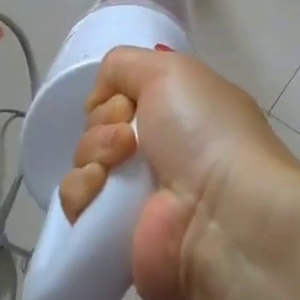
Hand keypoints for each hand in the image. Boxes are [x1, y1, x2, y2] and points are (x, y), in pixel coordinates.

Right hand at [59, 48, 299, 299]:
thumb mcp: (171, 71)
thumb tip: (101, 97)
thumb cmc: (205, 133)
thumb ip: (126, 65)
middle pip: (97, 129)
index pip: (119, 99)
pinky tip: (102, 189)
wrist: (222, 212)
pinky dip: (81, 191)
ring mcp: (136, 196)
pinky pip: (76, 202)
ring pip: (83, 163)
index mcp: (178, 115)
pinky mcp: (115, 234)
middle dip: (102, 126)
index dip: (113, 97)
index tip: (126, 105)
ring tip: (118, 165)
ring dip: (91, 155)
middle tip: (128, 139)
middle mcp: (159, 154)